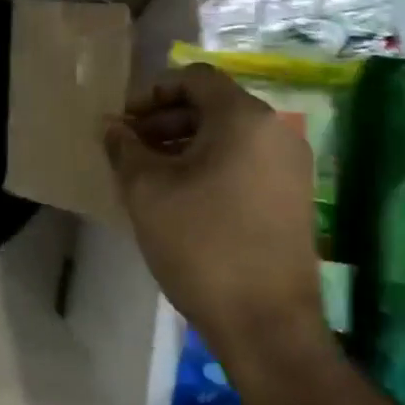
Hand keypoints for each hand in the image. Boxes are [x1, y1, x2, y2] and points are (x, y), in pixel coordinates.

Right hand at [105, 64, 321, 344]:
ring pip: (229, 136)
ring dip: (184, 143)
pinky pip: (245, 161)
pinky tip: (181, 195)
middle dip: (165, 120)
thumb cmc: (202, 244)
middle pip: (212, 105)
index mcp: (245, 118)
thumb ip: (124, 147)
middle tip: (130, 147)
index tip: (124, 121)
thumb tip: (110, 126)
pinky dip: (210, 164)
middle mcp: (276, 131)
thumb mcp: (147, 191)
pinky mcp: (294, 197)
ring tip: (148, 172)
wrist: (267, 325)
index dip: (152, 92)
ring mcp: (291, 166)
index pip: (194, 79)